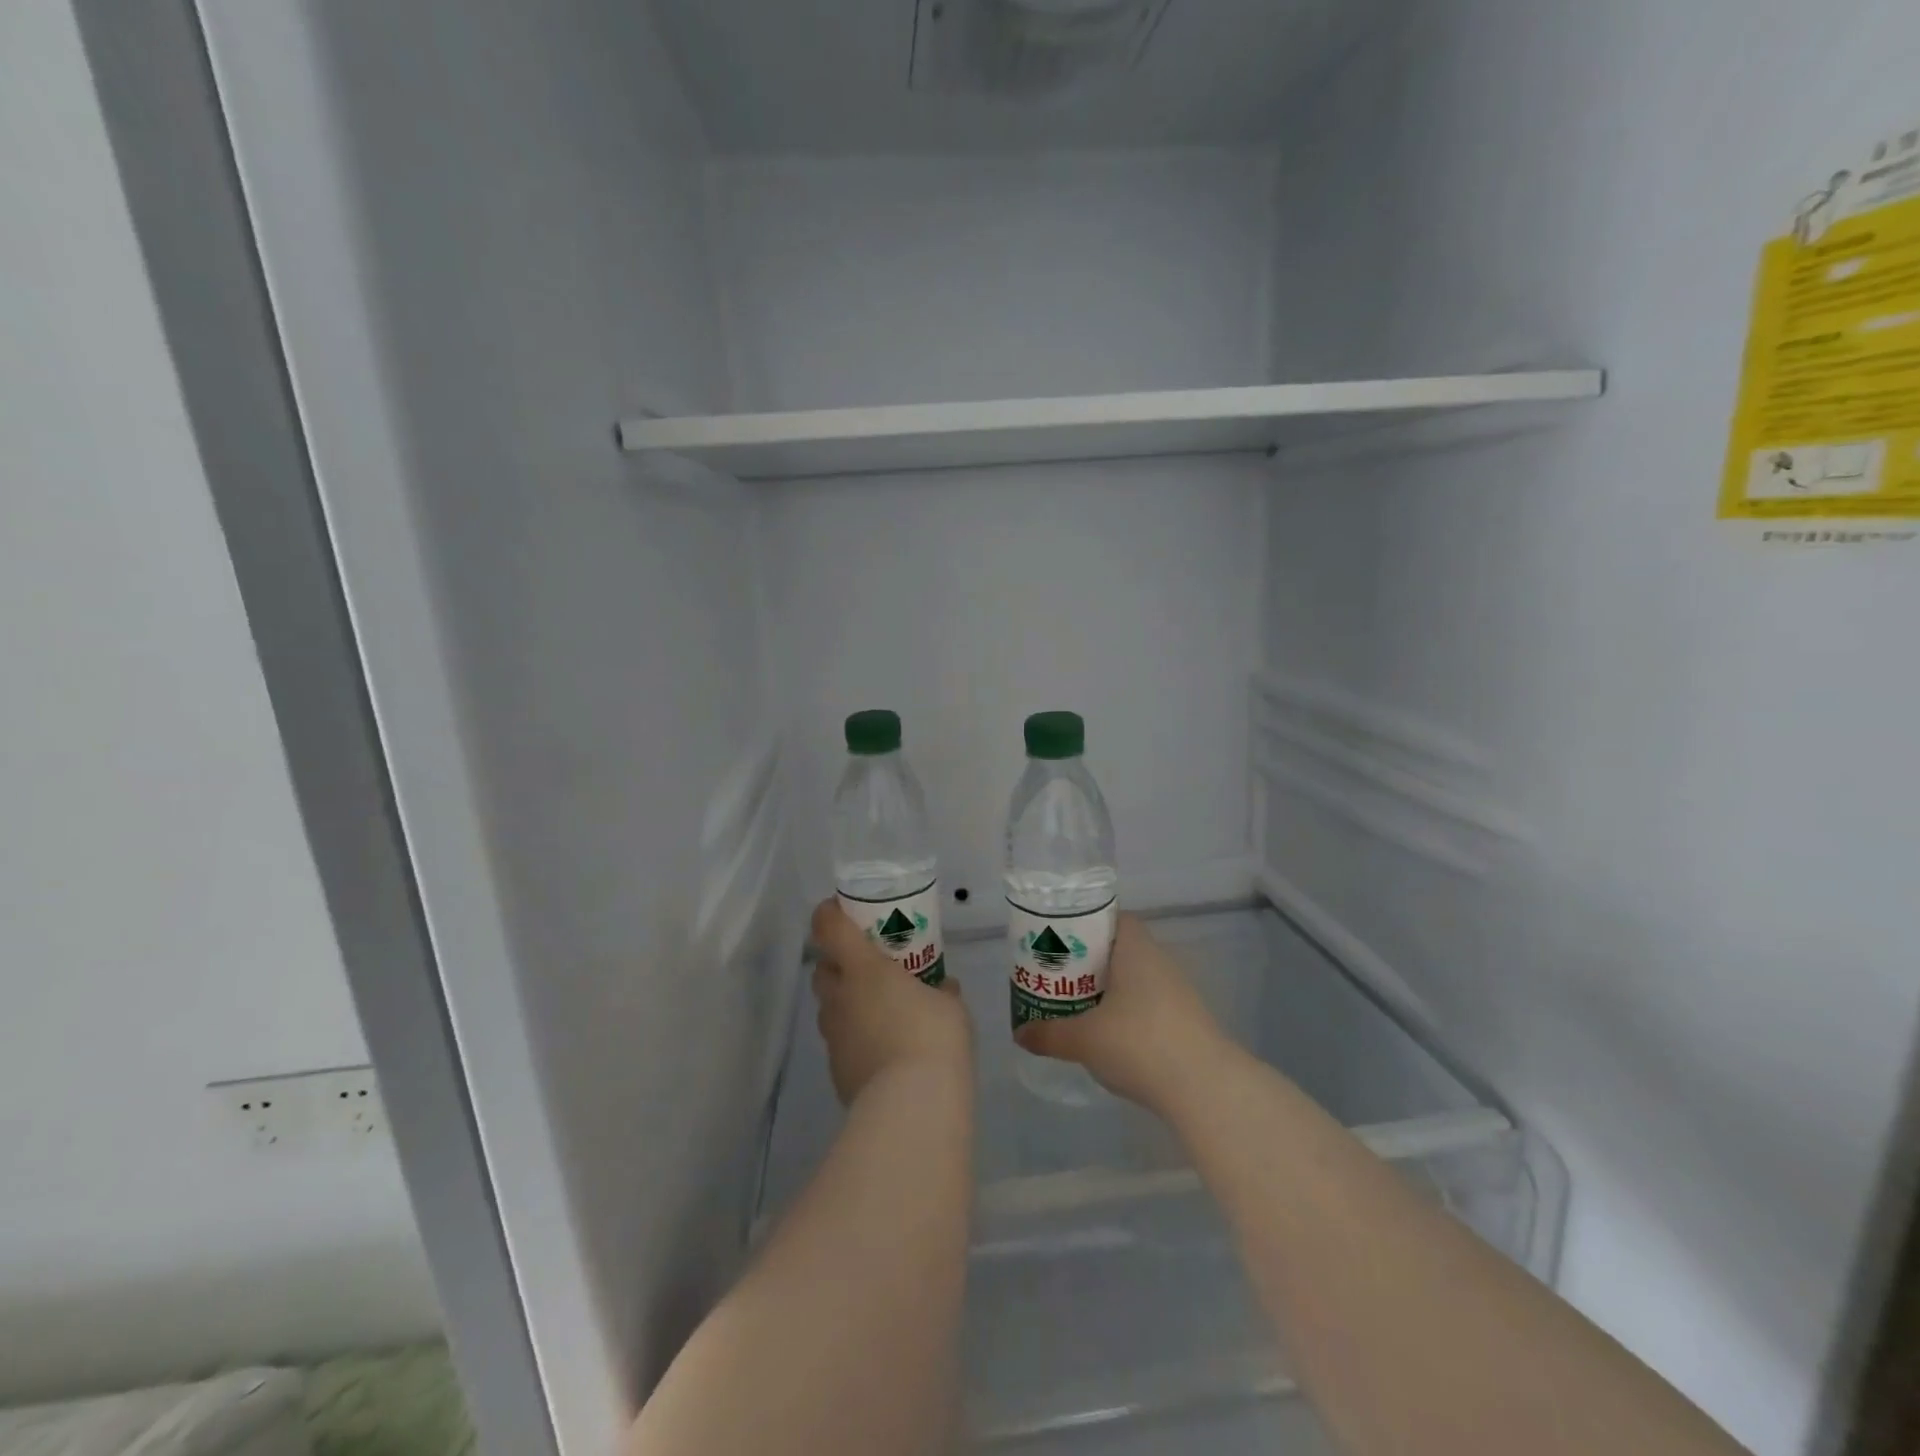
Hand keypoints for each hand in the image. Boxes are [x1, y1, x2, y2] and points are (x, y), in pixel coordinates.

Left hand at [810, 899, 972, 1105]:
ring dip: (845, 1001)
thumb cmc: (933, 1037)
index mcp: (863, 968)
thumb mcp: (950, 1006)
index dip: (829, 913)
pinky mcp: (836, 1071)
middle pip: (822, 969)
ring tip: (877, 1009)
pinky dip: (854, 1037)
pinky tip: (881, 1049)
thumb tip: (943, 987)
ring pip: (829, 1007)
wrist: (912, 1106)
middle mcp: (840, 997)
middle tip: (867, 964)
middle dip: (837, 962)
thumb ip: (941, 991)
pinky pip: (840, 1042)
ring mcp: (833, 1037)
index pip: (828, 927)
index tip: (841, 909)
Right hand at [1014, 913, 1229, 1112]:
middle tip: (1059, 976)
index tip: (1059, 941)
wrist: (1206, 1087)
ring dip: (1109, 989)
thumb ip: (1049, 1034)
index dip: (1085, 925)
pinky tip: (1109, 1036)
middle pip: (1119, 948)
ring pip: (1134, 978)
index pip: (1111, 918)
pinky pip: (1148, 1003)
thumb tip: (1020, 1035)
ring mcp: (1177, 991)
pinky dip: (1127, 1012)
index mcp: (1135, 948)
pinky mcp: (1186, 1020)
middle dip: (1089, 960)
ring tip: (1077, 1006)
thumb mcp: (1084, 1039)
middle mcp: (1159, 960)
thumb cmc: (1139, 1043)